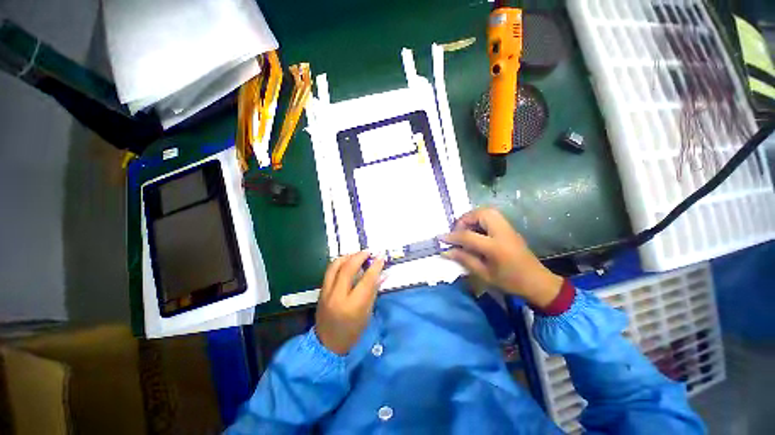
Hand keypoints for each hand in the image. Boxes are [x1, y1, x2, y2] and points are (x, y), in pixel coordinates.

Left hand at [315, 252, 384, 354]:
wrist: (327, 344)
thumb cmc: (352, 332)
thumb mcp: (367, 314)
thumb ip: (373, 291)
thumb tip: (382, 274)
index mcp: (353, 306)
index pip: (366, 280)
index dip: (375, 266)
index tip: (381, 256)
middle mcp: (337, 296)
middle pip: (348, 268)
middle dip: (359, 256)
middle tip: (368, 252)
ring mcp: (326, 292)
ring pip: (335, 266)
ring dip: (348, 256)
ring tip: (357, 255)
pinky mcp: (321, 291)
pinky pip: (330, 270)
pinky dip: (340, 262)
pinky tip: (347, 261)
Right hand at [442, 207, 562, 308]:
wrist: (537, 282)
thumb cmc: (510, 282)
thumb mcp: (484, 274)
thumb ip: (464, 259)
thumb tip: (446, 251)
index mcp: (496, 247)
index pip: (468, 236)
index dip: (452, 236)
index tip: (441, 238)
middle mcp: (502, 232)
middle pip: (482, 213)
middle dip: (466, 218)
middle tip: (458, 230)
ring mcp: (508, 228)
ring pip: (488, 211)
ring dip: (473, 217)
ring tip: (465, 229)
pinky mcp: (510, 228)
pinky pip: (492, 216)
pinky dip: (480, 219)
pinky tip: (476, 231)